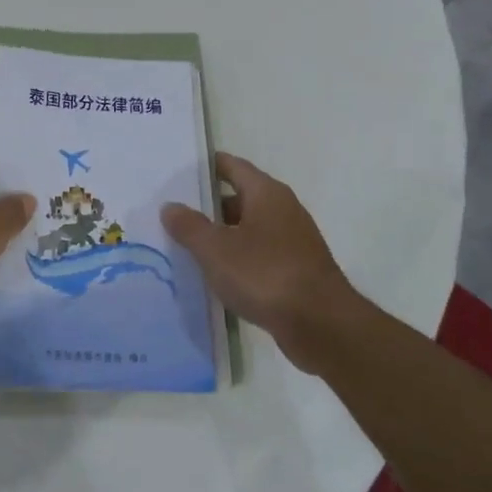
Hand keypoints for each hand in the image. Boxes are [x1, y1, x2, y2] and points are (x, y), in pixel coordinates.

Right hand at [162, 153, 355, 367]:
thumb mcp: (216, 250)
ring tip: (190, 246)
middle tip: (176, 214)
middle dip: (209, 206)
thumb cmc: (265, 274)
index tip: (179, 172)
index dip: (205, 167)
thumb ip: (190, 226)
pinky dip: (239, 259)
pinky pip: (260, 255)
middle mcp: (283, 209)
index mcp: (266, 193)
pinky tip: (218, 276)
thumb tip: (170, 206)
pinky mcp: (297, 270)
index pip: (231, 166)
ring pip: (250, 228)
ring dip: (223, 235)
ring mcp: (293, 241)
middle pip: (240, 197)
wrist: (322, 326)